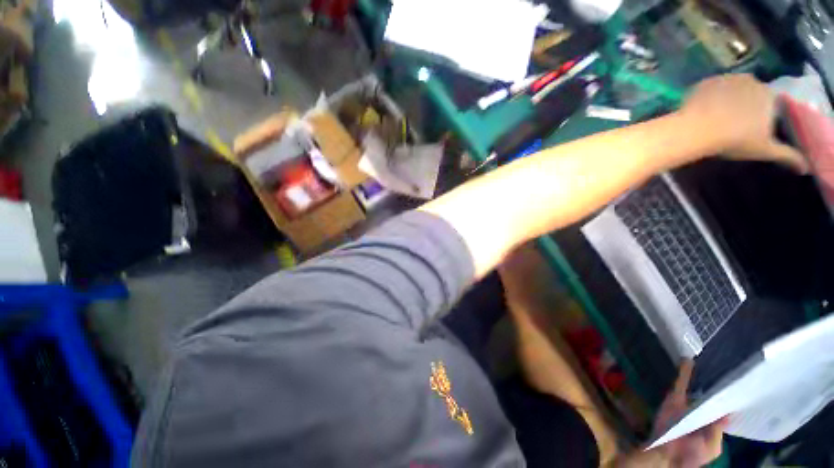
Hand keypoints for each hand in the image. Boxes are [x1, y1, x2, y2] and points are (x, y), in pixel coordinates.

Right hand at [651, 361, 728, 467]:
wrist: (667, 454)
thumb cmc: (693, 455)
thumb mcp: (712, 447)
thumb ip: (719, 430)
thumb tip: (731, 411)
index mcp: (712, 421)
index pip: (722, 405)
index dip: (729, 394)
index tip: (738, 380)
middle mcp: (700, 409)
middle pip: (709, 392)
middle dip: (715, 380)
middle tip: (725, 364)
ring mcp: (687, 403)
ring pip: (695, 385)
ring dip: (700, 373)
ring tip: (709, 358)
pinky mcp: (674, 399)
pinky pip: (680, 383)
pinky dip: (684, 372)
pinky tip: (688, 359)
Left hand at [678, 74, 808, 172]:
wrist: (697, 129)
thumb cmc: (735, 140)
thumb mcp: (765, 150)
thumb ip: (787, 155)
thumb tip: (805, 167)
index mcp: (770, 95)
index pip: (771, 103)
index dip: (763, 115)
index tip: (753, 127)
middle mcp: (751, 80)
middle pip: (751, 94)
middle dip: (746, 106)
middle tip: (734, 125)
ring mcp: (726, 78)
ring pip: (730, 90)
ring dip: (726, 100)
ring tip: (717, 119)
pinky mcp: (704, 82)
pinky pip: (709, 89)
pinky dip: (708, 98)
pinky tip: (702, 112)